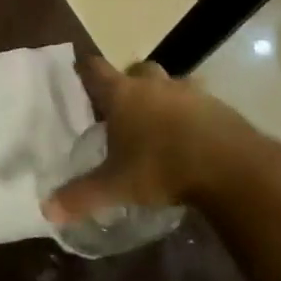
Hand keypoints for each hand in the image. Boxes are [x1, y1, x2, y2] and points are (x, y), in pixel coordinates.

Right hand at [42, 57, 260, 226]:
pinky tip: (192, 138)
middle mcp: (154, 85)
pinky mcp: (220, 107)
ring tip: (160, 123)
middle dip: (130, 82)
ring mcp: (190, 93)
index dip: (85, 69)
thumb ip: (81, 195)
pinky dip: (192, 114)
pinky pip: (200, 103)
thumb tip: (47, 210)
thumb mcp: (117, 186)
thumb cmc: (162, 168)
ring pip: (171, 84)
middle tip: (124, 106)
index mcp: (123, 95)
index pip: (95, 69)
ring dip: (164, 97)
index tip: (79, 72)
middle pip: (137, 70)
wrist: (233, 168)